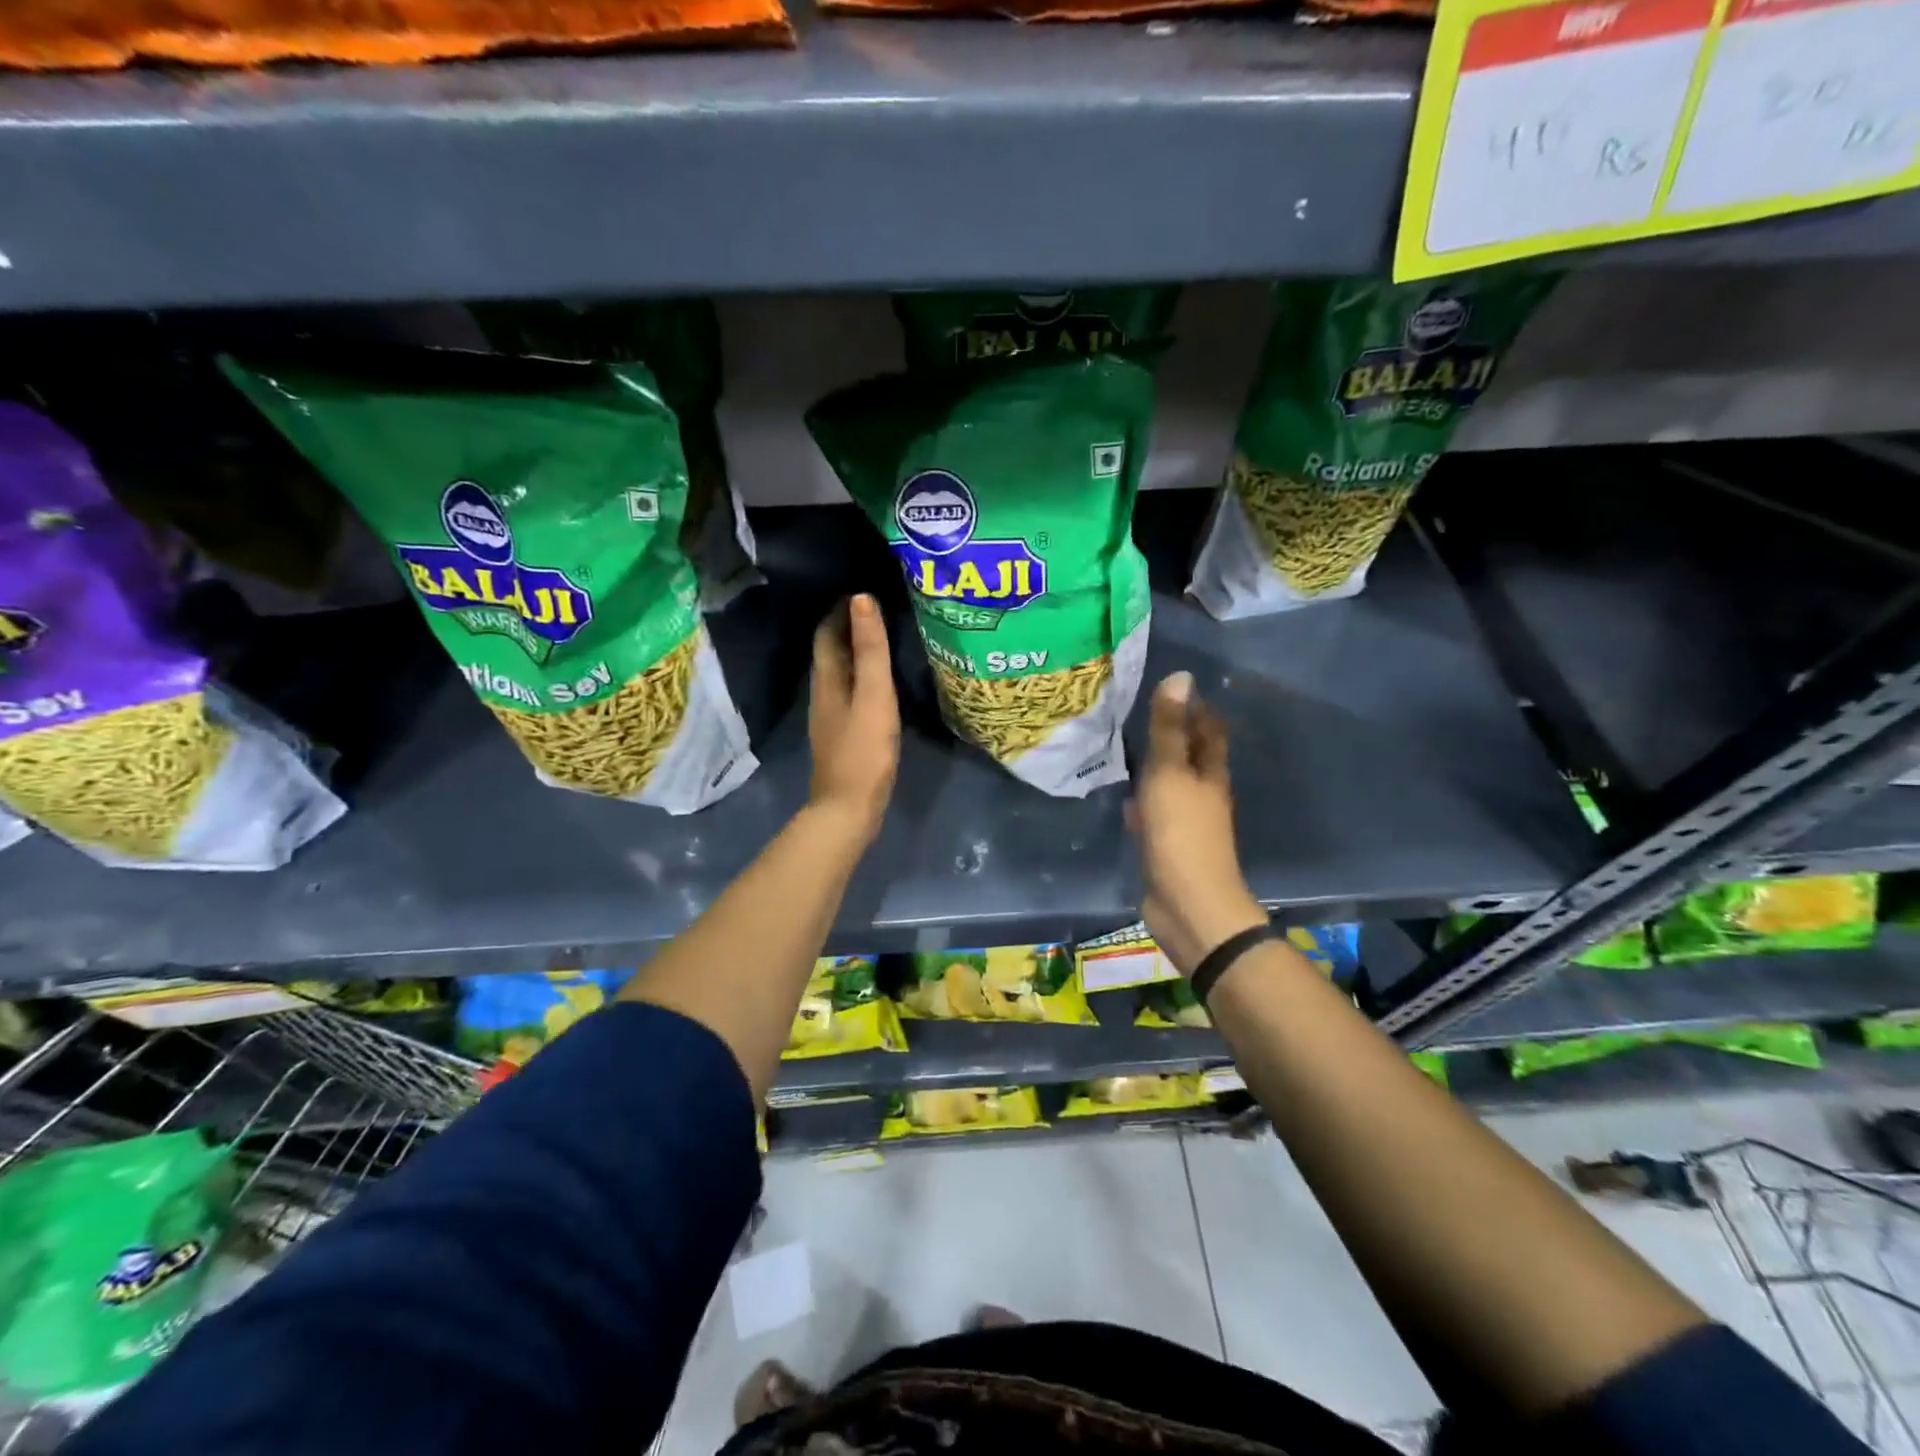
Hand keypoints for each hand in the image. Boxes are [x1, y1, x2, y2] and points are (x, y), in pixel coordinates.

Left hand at [808, 594, 899, 842]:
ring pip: (839, 675)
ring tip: (882, 642)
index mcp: (827, 680)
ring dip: (855, 654)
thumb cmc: (864, 750)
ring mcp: (830, 718)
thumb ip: (871, 650)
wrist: (848, 809)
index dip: (840, 610)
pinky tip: (879, 687)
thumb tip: (861, 599)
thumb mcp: (874, 695)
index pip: (827, 633)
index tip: (863, 592)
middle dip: (848, 629)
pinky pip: (849, 695)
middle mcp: (823, 695)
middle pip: (831, 653)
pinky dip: (861, 679)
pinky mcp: (842, 737)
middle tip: (878, 611)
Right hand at [1126, 671, 1266, 974]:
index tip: (1174, 685)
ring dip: (1155, 767)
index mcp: (1210, 773)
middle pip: (1191, 755)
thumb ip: (1169, 729)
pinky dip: (1143, 802)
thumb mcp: (1170, 774)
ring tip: (1126, 745)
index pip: (1209, 729)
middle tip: (1141, 710)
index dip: (1196, 707)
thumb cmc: (1181, 832)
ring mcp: (1186, 821)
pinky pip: (1155, 814)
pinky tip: (1125, 799)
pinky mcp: (1167, 844)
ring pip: (1171, 784)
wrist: (1187, 903)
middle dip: (1173, 734)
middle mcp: (1203, 793)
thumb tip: (1181, 676)